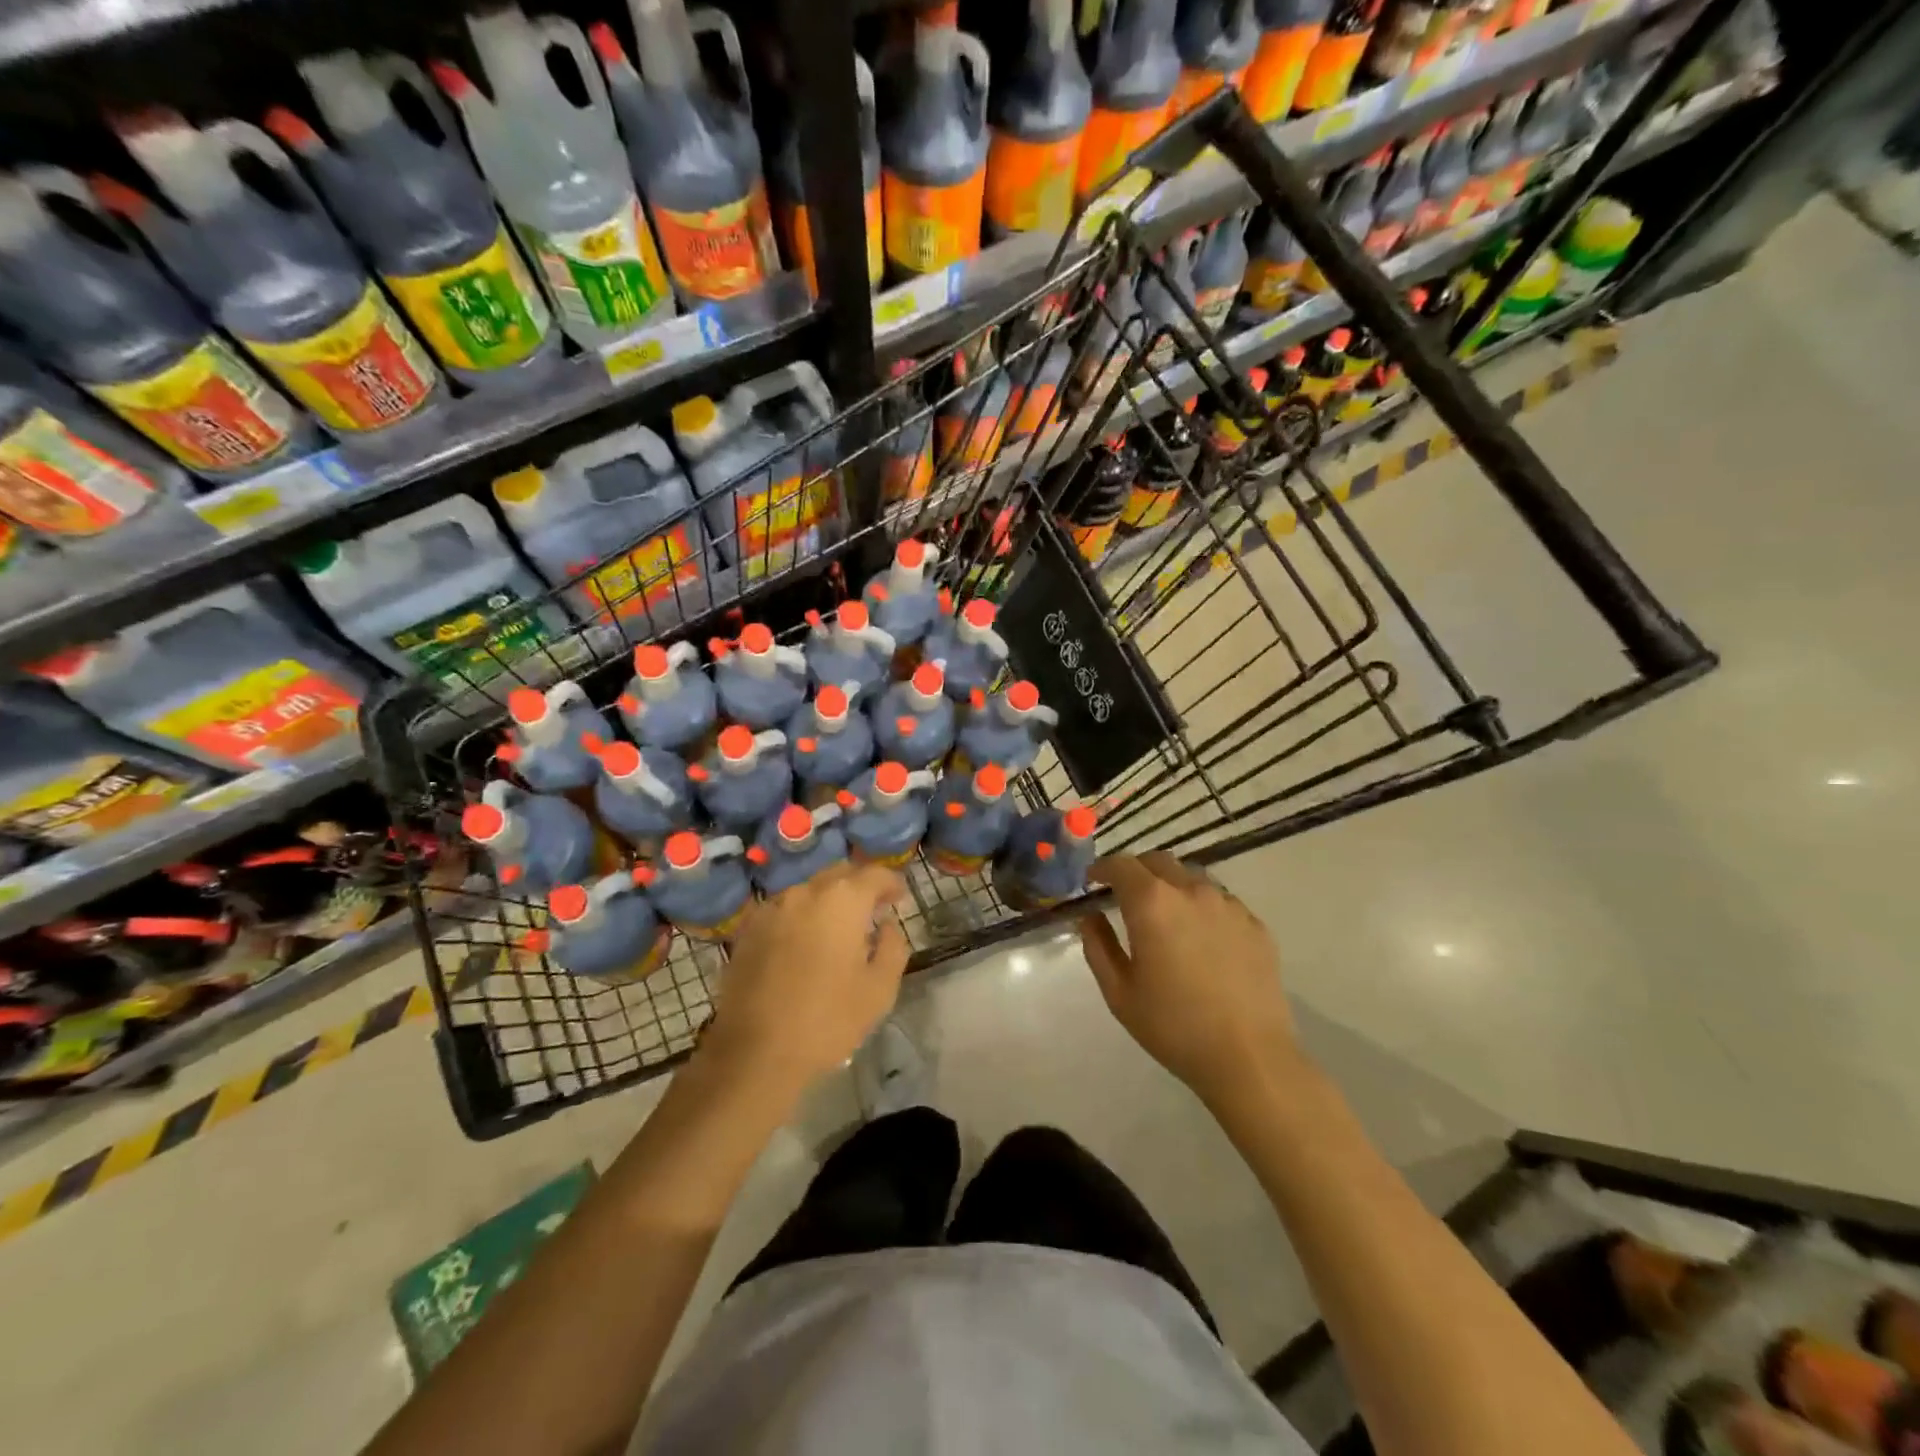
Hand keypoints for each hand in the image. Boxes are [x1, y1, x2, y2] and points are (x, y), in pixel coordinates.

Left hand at [701, 862, 909, 1098]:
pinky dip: (800, 916)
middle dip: (859, 886)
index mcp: (842, 900)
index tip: (899, 898)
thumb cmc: (827, 1020)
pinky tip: (804, 942)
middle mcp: (805, 892)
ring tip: (838, 929)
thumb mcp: (880, 989)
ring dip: (828, 901)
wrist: (756, 1052)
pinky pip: (784, 910)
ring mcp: (772, 908)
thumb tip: (886, 925)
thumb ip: (892, 946)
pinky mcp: (748, 930)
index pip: (874, 874)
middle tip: (873, 909)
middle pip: (839, 874)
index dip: (891, 883)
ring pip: (809, 890)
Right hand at [1079, 852, 1301, 1110]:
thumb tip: (1090, 916)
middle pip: (1158, 862)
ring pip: (1192, 878)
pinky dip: (1201, 907)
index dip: (1102, 869)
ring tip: (1165, 917)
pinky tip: (1201, 940)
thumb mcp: (1119, 992)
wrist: (1249, 1058)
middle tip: (1124, 896)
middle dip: (1136, 872)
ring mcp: (1228, 905)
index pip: (1121, 864)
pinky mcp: (1255, 924)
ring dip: (1170, 886)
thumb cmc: (1174, 1026)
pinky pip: (1220, 902)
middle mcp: (1191, 891)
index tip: (1092, 882)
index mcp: (1152, 903)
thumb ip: (1097, 946)